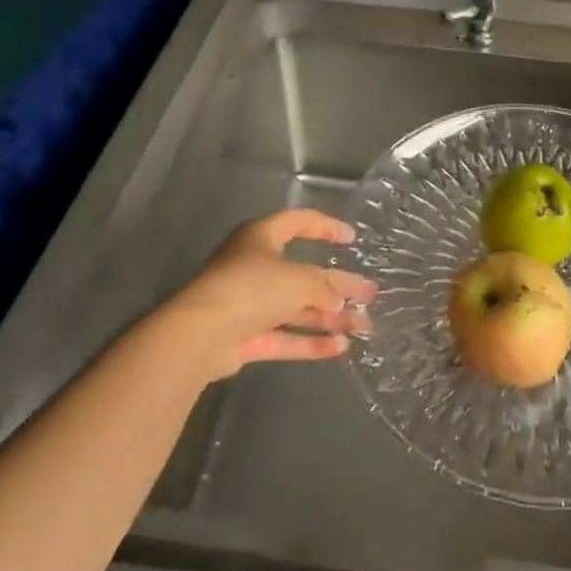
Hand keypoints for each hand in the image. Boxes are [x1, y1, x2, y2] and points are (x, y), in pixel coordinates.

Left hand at [163, 210, 378, 381]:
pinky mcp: (245, 338)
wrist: (200, 335)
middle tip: (369, 294)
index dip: (326, 227)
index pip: (299, 222)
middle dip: (338, 285)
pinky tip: (340, 348)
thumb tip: (341, 300)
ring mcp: (248, 304)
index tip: (352, 240)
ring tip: (364, 325)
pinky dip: (310, 341)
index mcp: (262, 237)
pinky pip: (284, 337)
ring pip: (296, 308)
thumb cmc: (251, 288)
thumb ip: (325, 287)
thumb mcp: (298, 280)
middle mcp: (254, 267)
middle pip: (303, 274)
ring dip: (329, 317)